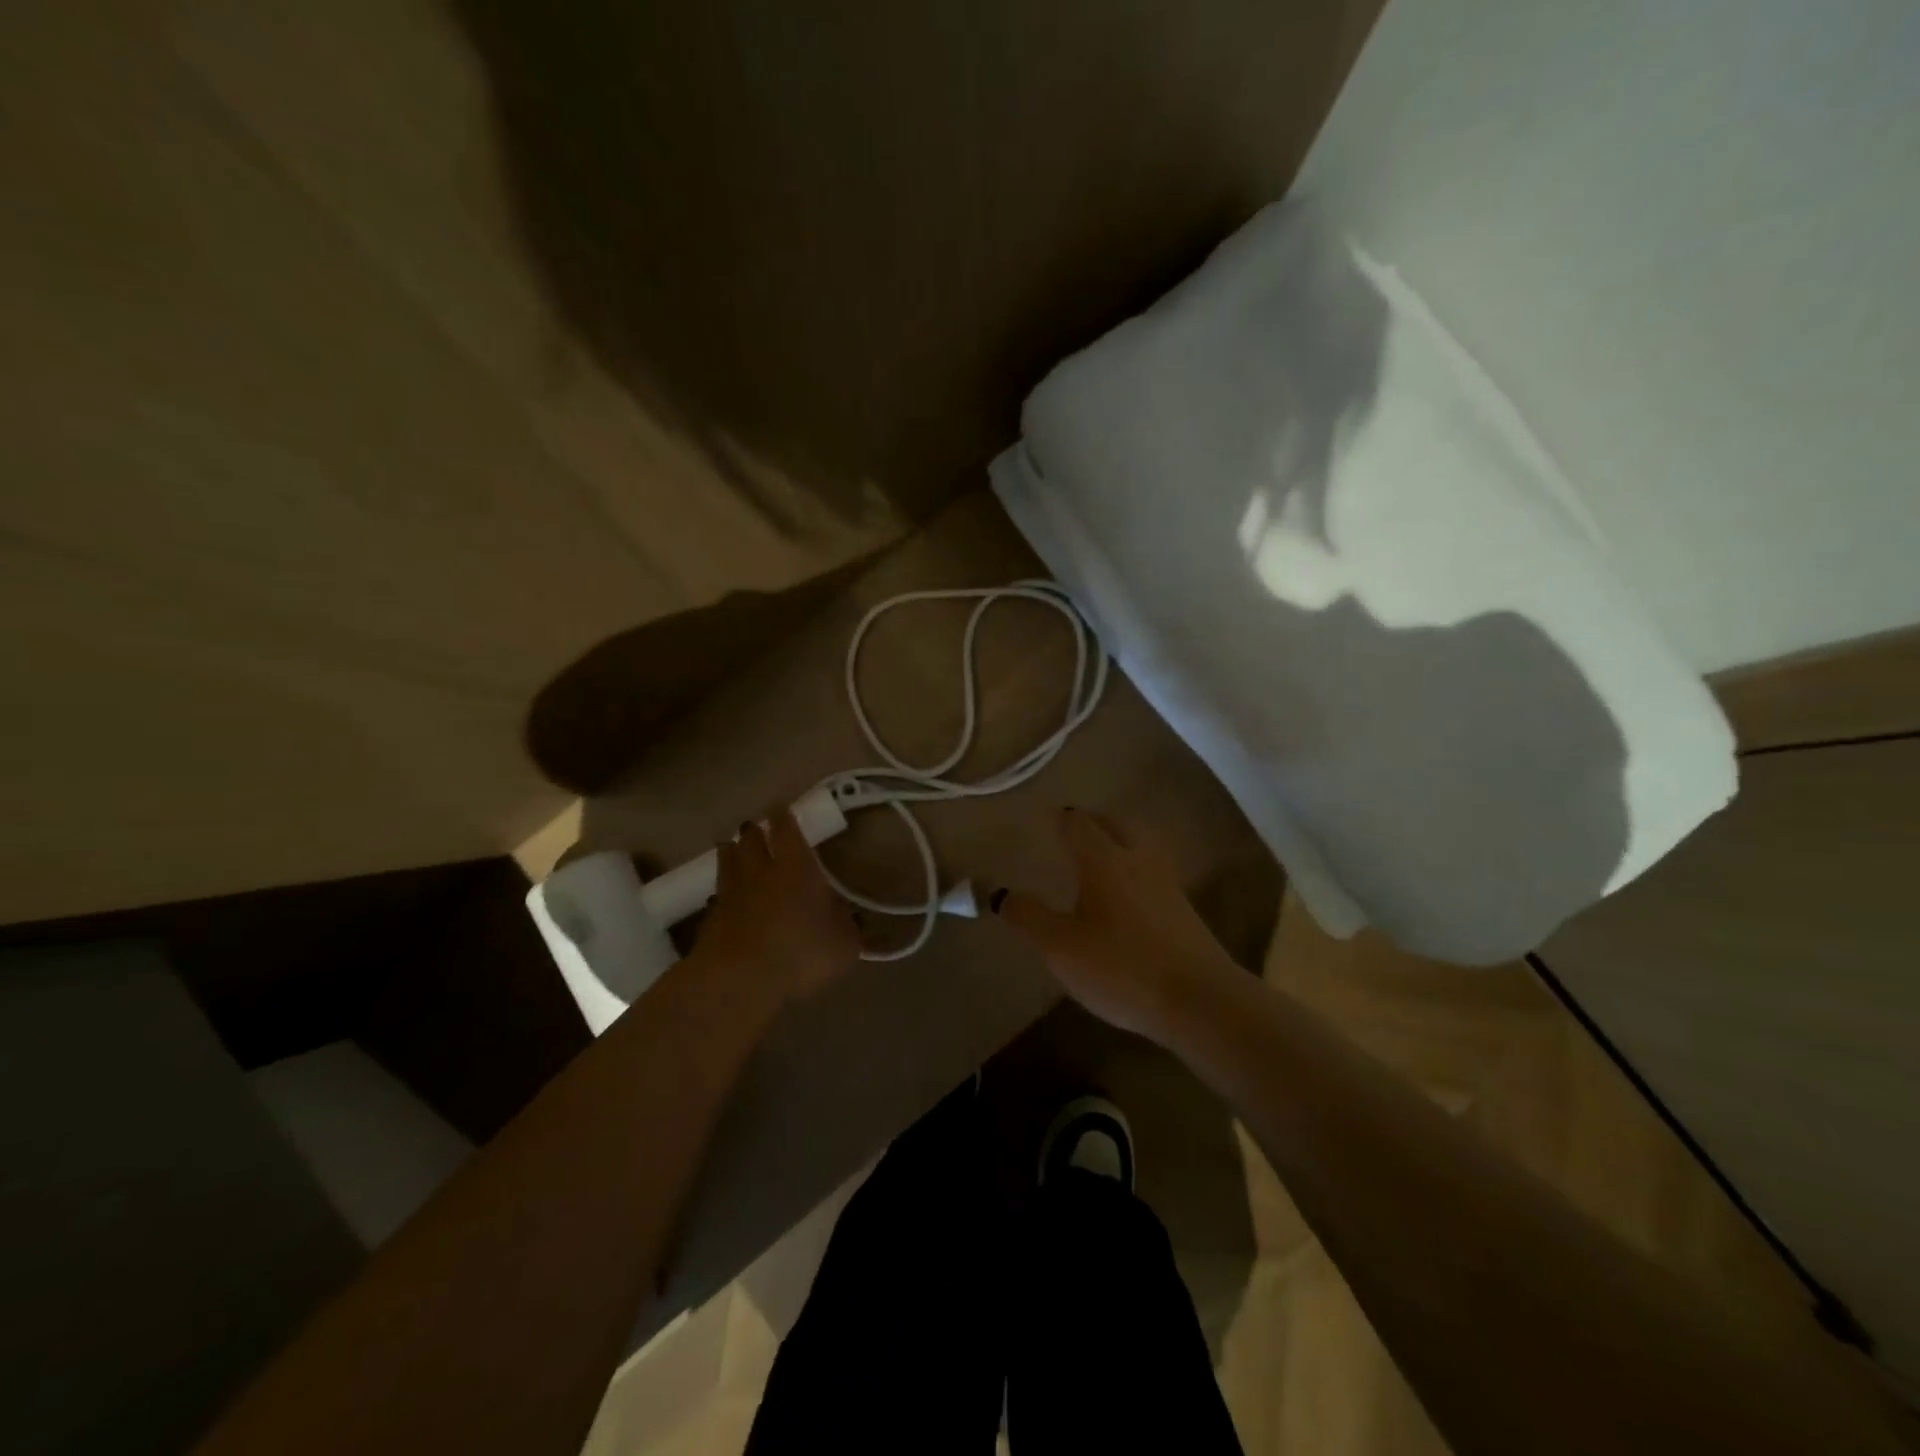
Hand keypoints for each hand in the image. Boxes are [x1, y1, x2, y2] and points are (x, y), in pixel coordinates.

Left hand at [692, 810, 859, 1007]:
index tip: (779, 805)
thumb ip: (848, 927)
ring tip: (731, 846)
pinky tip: (723, 895)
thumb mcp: (844, 945)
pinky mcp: (710, 920)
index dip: (783, 817)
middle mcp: (761, 872)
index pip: (787, 831)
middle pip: (752, 841)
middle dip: (754, 831)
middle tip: (755, 826)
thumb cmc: (801, 953)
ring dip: (731, 853)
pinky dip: (722, 891)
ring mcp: (731, 895)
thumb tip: (853, 917)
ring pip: (728, 863)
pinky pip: (718, 895)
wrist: (740, 980)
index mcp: (796, 868)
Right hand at [993, 808, 1240, 1042]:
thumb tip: (997, 891)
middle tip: (1072, 833)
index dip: (1059, 818)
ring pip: (1139, 845)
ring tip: (1099, 858)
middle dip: (1092, 823)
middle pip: (1114, 823)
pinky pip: (1153, 873)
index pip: (1078, 823)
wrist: (1199, 1001)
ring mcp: (1167, 883)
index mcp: (1104, 859)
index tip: (1045, 819)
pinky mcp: (1184, 910)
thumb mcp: (1060, 946)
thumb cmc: (1121, 967)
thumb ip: (1027, 916)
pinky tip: (1127, 896)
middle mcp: (1138, 859)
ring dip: (1118, 842)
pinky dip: (1135, 870)